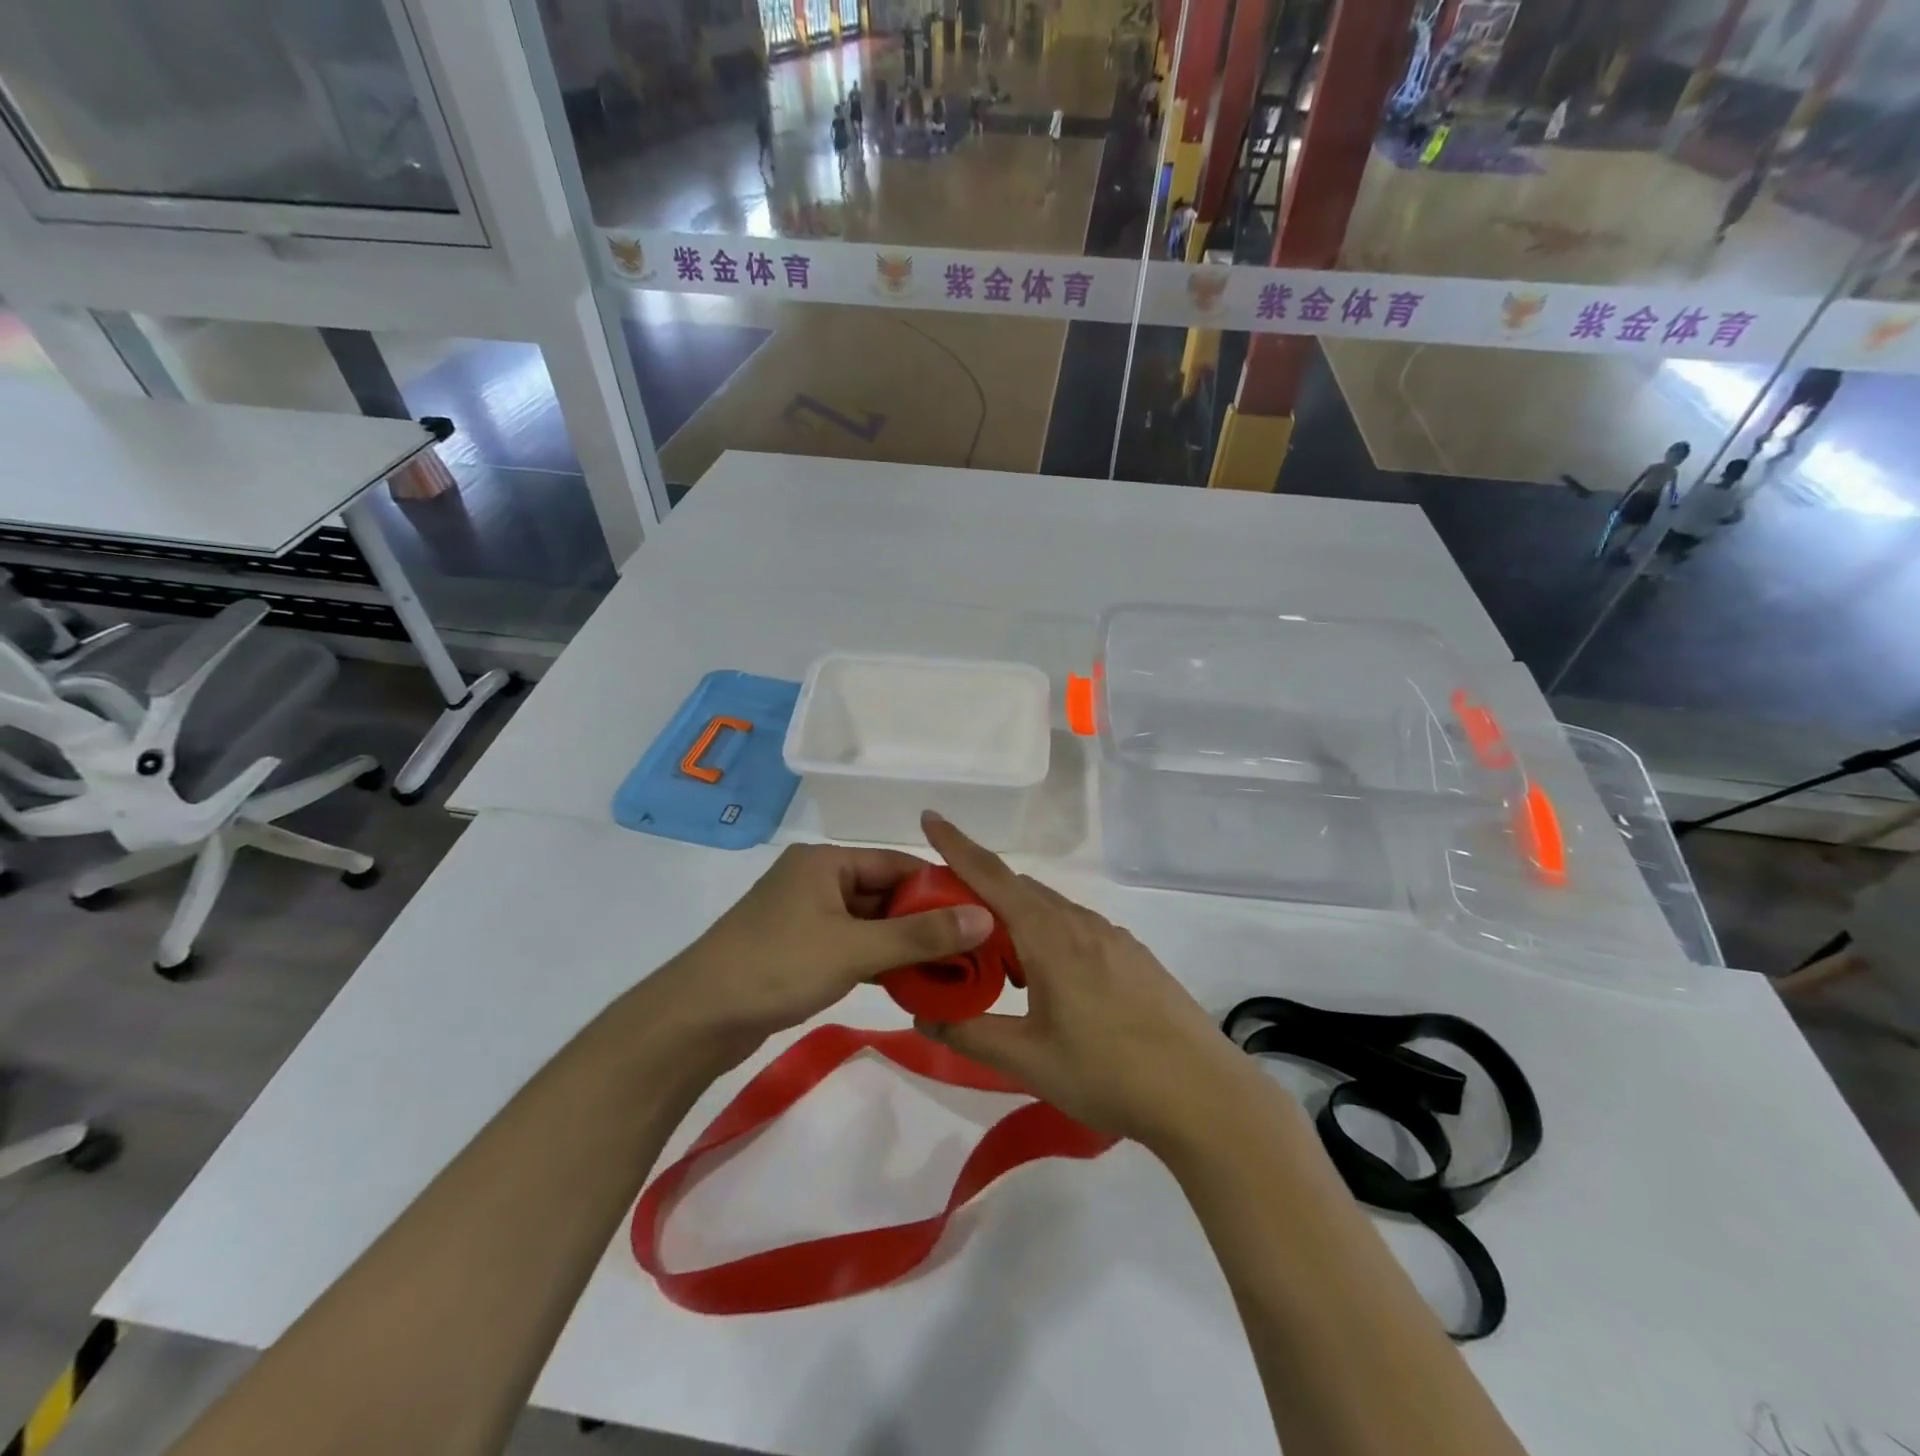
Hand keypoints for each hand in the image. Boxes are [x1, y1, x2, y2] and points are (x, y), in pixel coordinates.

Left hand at [662, 843, 992, 1053]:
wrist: (696, 1019)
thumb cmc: (777, 966)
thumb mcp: (855, 948)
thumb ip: (921, 936)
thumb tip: (985, 918)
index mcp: (825, 862)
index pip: (897, 864)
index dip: (939, 888)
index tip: (979, 913)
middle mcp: (815, 880)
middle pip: (884, 893)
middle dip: (924, 921)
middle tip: (971, 948)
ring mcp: (803, 916)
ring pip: (868, 923)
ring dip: (902, 944)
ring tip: (949, 968)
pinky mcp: (796, 950)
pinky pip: (849, 946)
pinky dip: (877, 960)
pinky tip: (908, 982)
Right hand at [917, 813, 1251, 1150]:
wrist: (1203, 1093)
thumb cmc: (1108, 1072)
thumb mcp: (1028, 1060)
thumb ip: (970, 1034)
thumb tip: (923, 1018)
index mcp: (1049, 936)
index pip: (991, 876)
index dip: (956, 845)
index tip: (930, 817)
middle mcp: (1080, 923)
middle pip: (1019, 890)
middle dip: (981, 895)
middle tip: (951, 925)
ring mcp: (1113, 937)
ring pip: (1050, 910)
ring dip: (1017, 921)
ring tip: (1000, 966)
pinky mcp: (1134, 956)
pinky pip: (1077, 929)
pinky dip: (1049, 937)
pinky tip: (1053, 985)